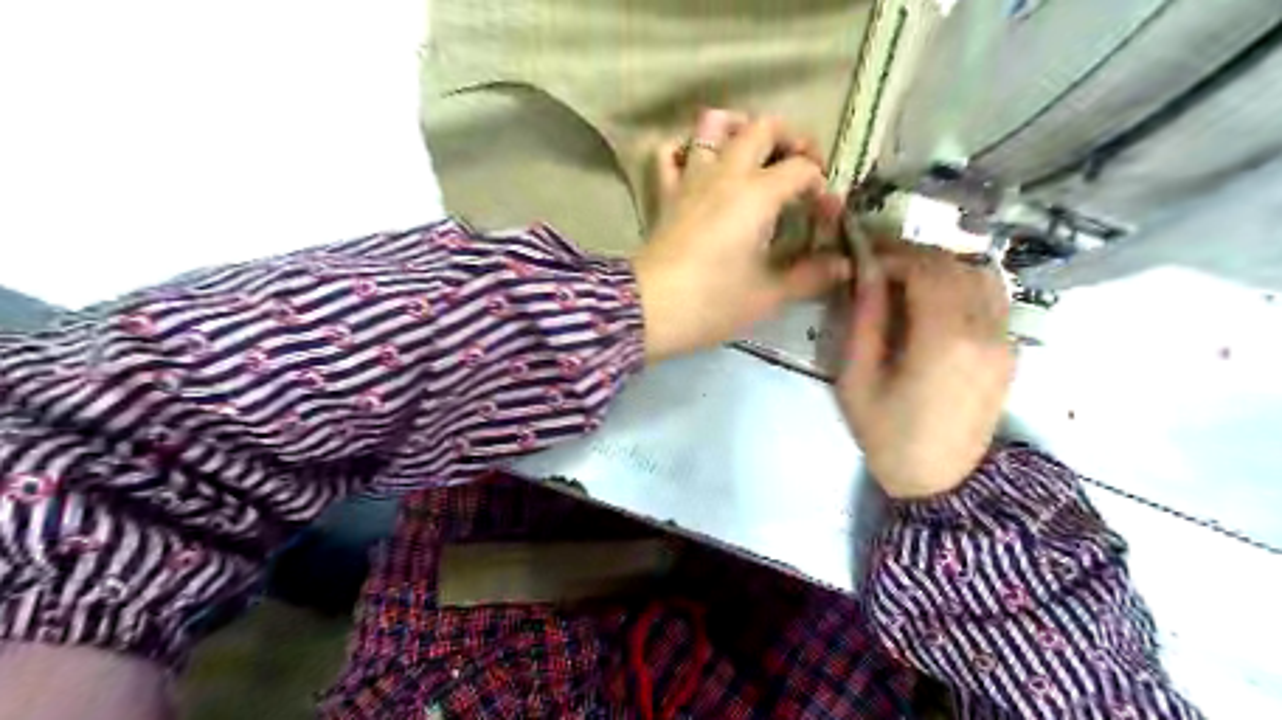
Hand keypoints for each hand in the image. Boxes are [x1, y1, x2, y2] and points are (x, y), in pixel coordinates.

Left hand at [632, 109, 848, 363]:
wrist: (648, 311)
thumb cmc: (711, 303)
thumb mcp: (767, 294)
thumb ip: (809, 275)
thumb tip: (843, 264)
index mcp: (757, 194)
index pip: (801, 170)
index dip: (821, 187)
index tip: (826, 217)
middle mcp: (725, 173)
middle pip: (762, 128)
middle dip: (790, 139)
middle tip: (802, 168)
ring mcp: (690, 179)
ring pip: (712, 125)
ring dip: (739, 128)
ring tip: (754, 153)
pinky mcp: (664, 194)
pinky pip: (670, 153)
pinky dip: (686, 149)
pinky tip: (701, 165)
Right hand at [843, 245, 1010, 496]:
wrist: (939, 480)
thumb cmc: (887, 433)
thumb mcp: (857, 377)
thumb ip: (864, 317)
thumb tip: (864, 268)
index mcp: (944, 338)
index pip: (925, 267)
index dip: (891, 254)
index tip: (862, 257)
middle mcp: (984, 329)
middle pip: (954, 264)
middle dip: (913, 255)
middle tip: (877, 263)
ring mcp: (1004, 339)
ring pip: (980, 274)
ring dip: (942, 266)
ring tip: (906, 278)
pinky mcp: (1010, 350)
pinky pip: (993, 297)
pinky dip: (962, 284)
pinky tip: (934, 301)